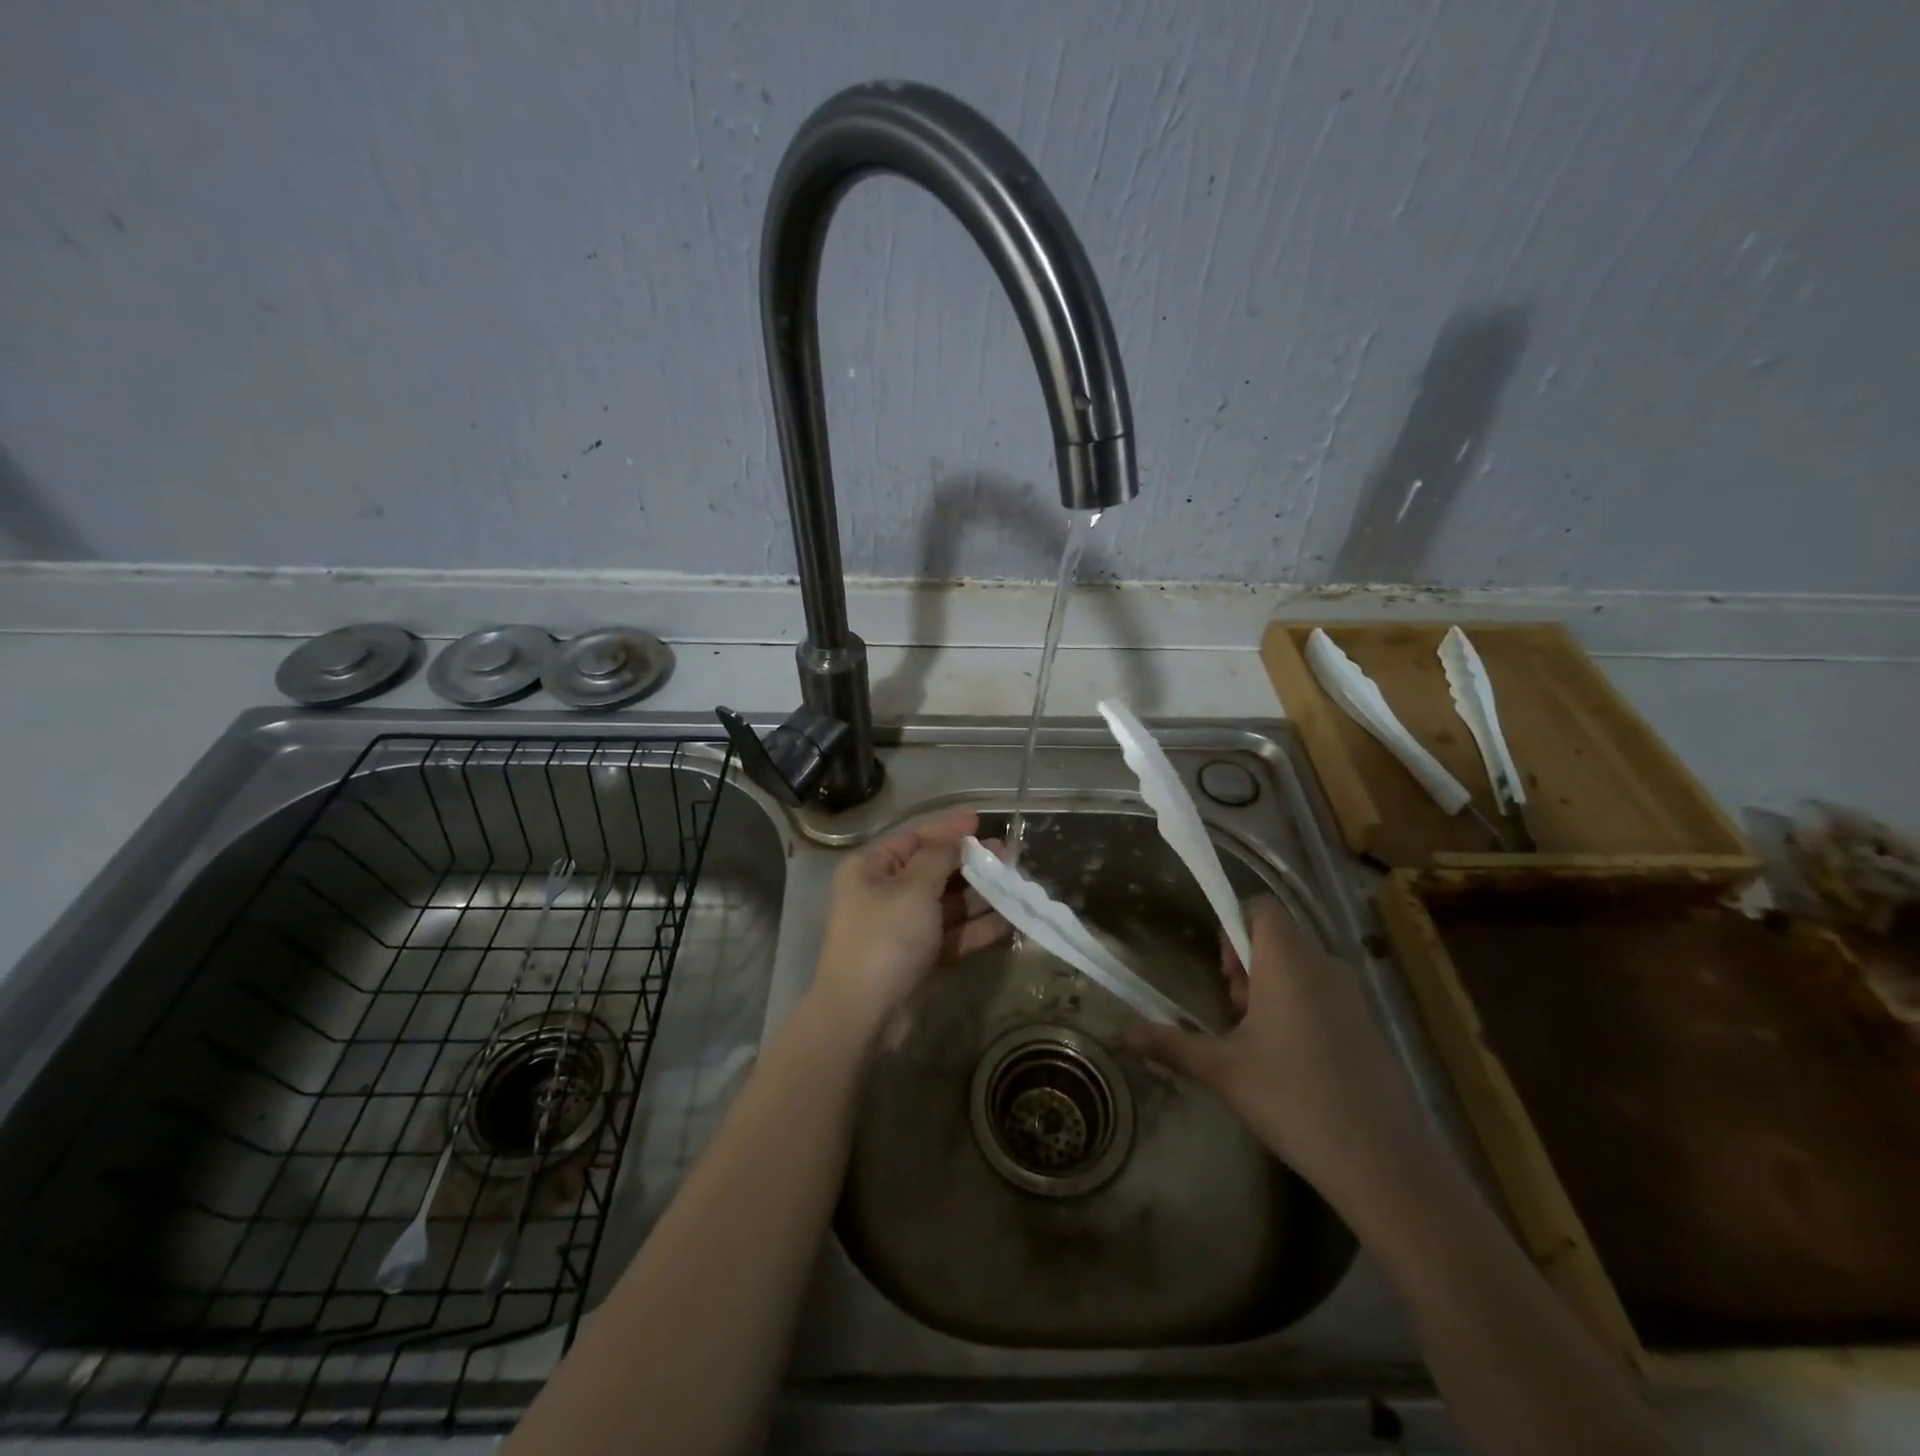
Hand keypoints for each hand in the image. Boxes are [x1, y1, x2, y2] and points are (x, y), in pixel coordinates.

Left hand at [810, 810, 1007, 1038]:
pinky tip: (1009, 919)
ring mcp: (903, 928)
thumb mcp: (913, 888)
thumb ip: (939, 858)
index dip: (948, 829)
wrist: (864, 1015)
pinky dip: (977, 927)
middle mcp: (885, 894)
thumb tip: (956, 839)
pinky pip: (952, 933)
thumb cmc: (885, 938)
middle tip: (1009, 855)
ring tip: (1016, 884)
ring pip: (947, 903)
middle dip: (971, 863)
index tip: (980, 821)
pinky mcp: (919, 958)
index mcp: (871, 869)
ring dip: (980, 895)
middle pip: (934, 870)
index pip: (914, 839)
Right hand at [1126, 896, 1429, 1203]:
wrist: (1388, 1166)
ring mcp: (1352, 996)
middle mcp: (1323, 965)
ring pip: (1299, 966)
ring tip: (1257, 1042)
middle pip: (1277, 937)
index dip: (1234, 924)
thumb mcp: (1222, 1073)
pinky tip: (1292, 1063)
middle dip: (1246, 965)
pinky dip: (1298, 1008)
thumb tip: (1122, 1034)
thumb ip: (1170, 1045)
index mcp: (1288, 962)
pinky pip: (1322, 992)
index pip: (1261, 906)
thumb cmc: (1295, 1101)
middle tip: (1234, 1013)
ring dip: (1270, 988)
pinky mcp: (1368, 1025)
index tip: (1223, 971)